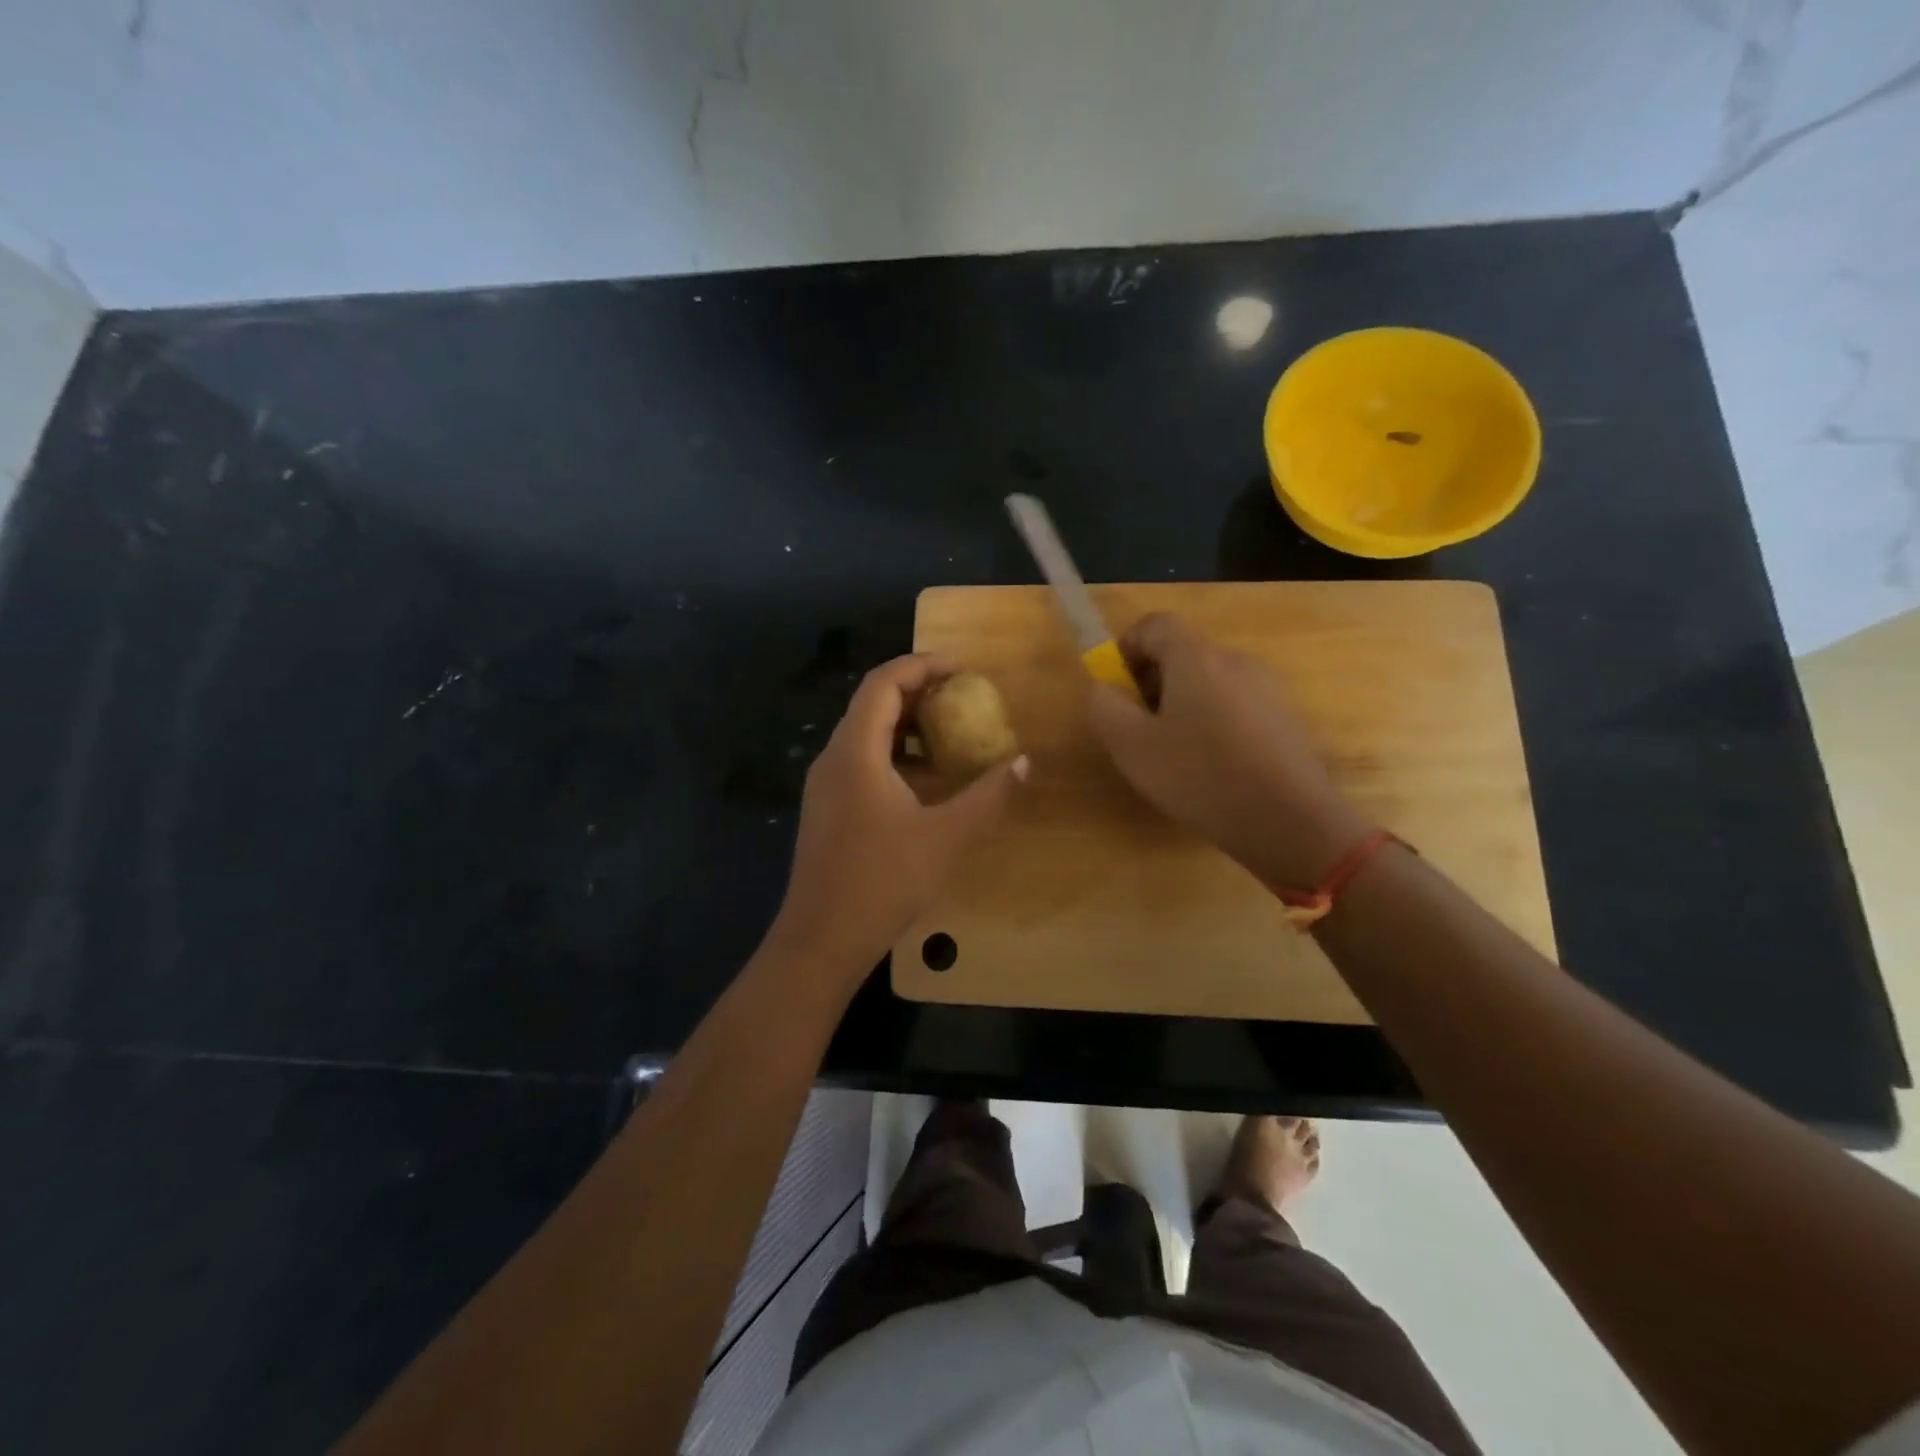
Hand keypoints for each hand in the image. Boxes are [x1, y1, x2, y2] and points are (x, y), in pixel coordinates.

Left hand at [769, 655, 1027, 977]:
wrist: (821, 939)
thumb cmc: (883, 882)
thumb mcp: (947, 837)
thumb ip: (989, 795)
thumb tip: (1025, 761)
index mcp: (856, 752)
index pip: (884, 683)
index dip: (923, 665)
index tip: (963, 670)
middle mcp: (834, 758)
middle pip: (873, 703)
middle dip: (919, 692)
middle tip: (963, 698)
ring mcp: (825, 785)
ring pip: (866, 734)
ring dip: (907, 726)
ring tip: (951, 735)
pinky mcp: (827, 808)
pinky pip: (861, 762)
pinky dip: (895, 756)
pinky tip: (926, 782)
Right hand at [1087, 613, 1370, 888]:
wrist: (1290, 821)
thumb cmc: (1200, 776)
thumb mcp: (1131, 746)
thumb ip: (1105, 706)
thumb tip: (1104, 688)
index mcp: (1196, 657)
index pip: (1155, 624)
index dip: (1126, 648)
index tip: (1115, 688)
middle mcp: (1236, 661)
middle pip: (1183, 654)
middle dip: (1152, 683)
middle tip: (1139, 729)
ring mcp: (1267, 689)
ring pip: (1210, 683)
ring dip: (1183, 706)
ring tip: (1175, 755)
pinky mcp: (1285, 719)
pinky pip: (1236, 708)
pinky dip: (1214, 725)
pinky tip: (1212, 770)